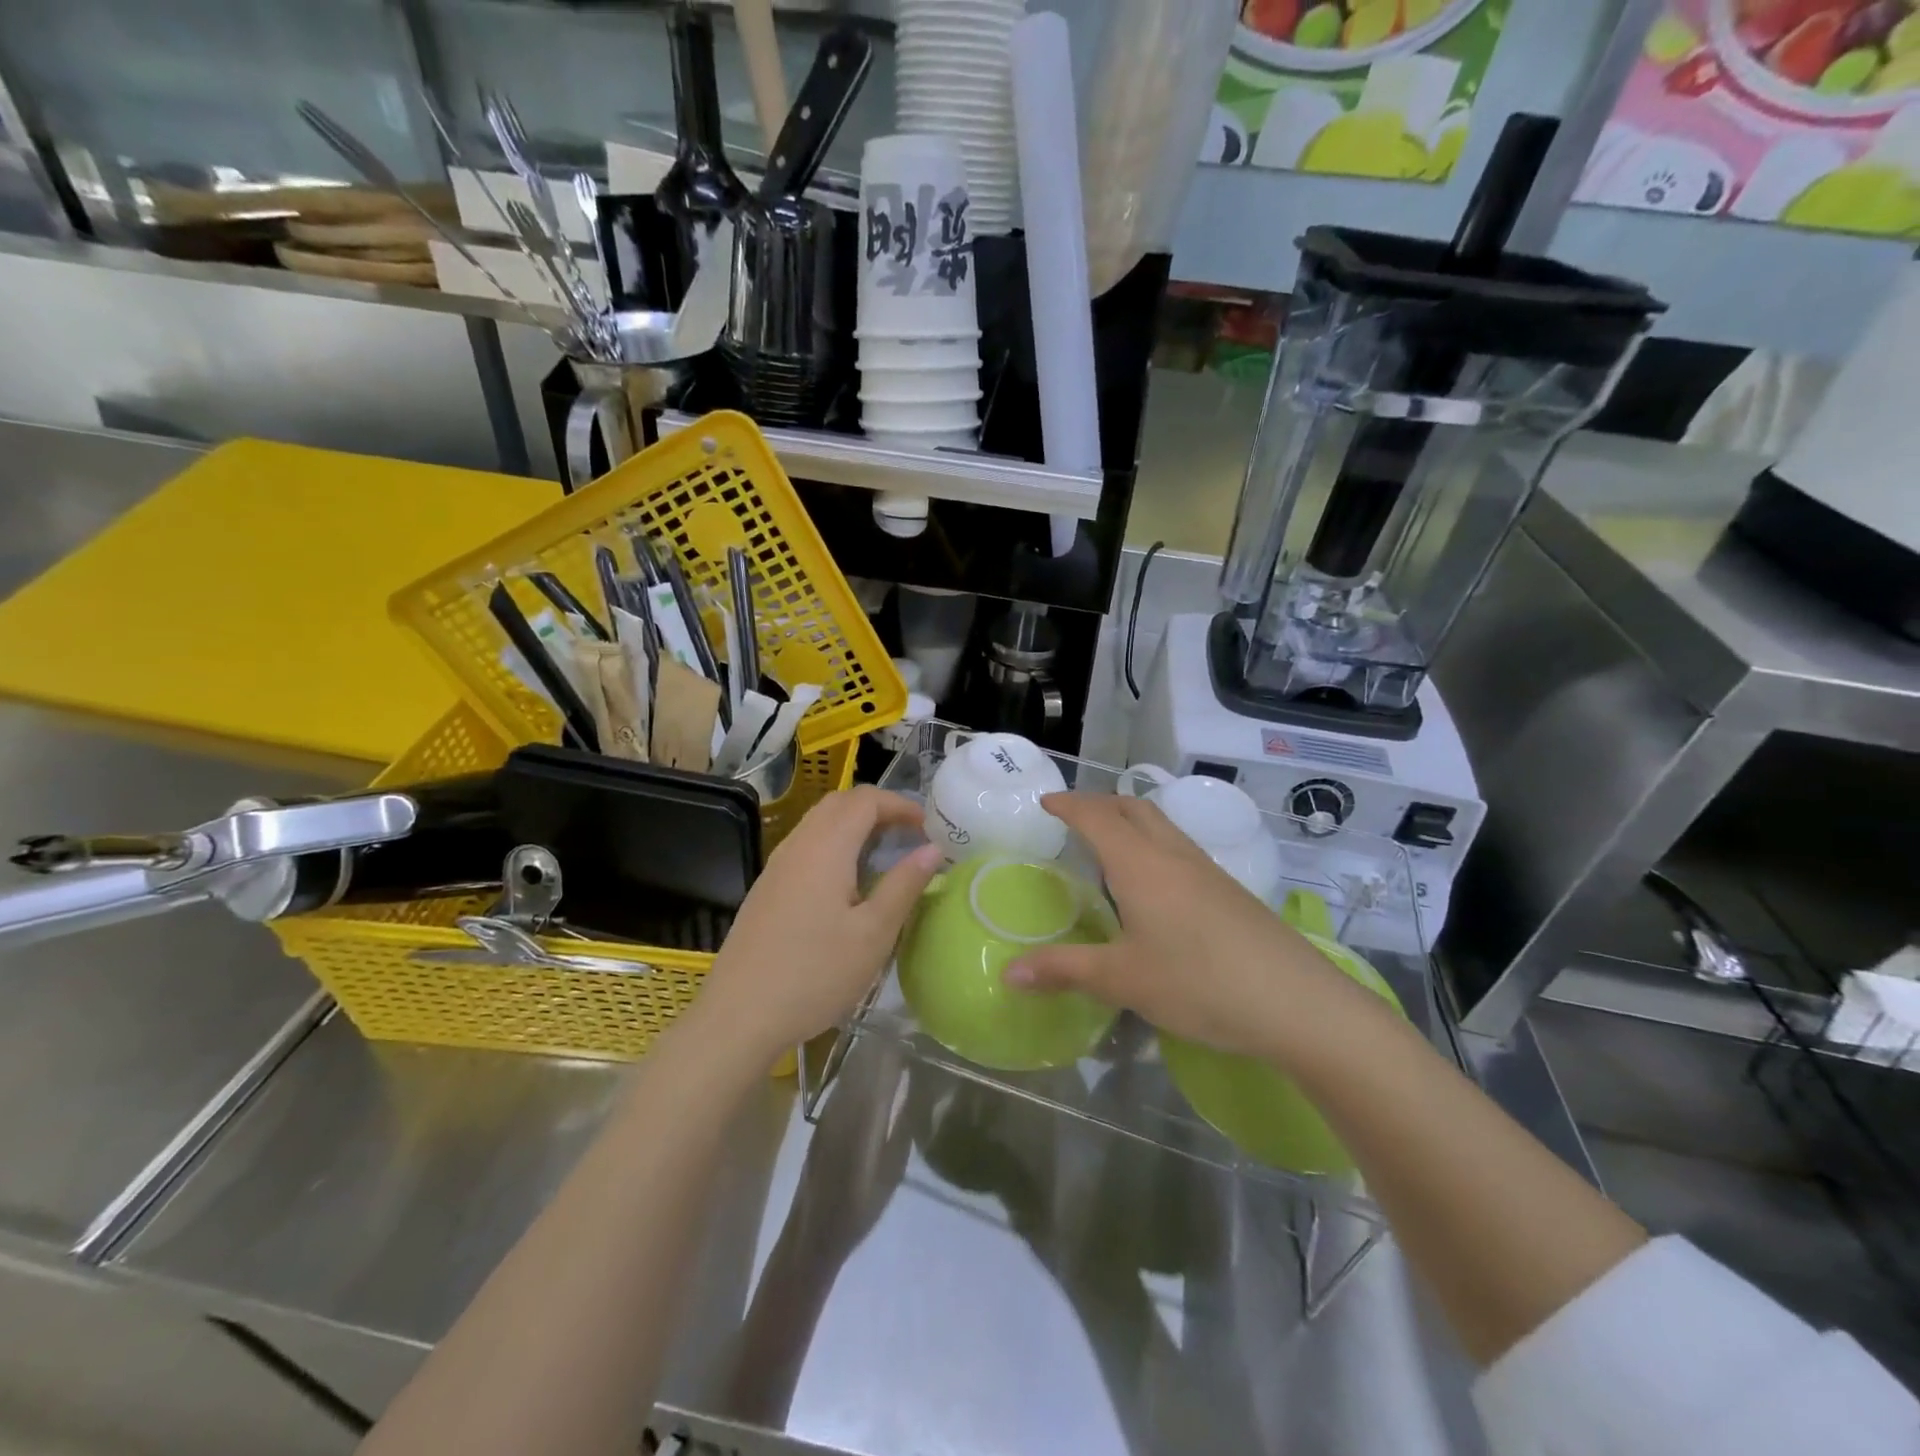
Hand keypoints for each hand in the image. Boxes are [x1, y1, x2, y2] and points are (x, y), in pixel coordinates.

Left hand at [691, 787, 943, 1067]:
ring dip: (854, 825)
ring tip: (884, 855)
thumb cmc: (815, 974)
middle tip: (909, 835)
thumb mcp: (874, 934)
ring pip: (819, 823)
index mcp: (826, 848)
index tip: (928, 827)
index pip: (865, 800)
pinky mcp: (767, 888)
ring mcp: (777, 866)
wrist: (739, 1016)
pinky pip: (806, 846)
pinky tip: (847, 882)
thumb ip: (904, 885)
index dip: (900, 804)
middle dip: (878, 809)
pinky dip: (834, 845)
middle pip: (839, 803)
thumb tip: (932, 849)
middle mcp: (798, 845)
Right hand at [1006, 793, 1361, 1062]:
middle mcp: (1174, 855)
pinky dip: (1153, 846)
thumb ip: (1064, 971)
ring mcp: (1207, 870)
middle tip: (1074, 820)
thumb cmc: (1200, 984)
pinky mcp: (1229, 891)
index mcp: (1141, 865)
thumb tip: (1008, 974)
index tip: (1045, 803)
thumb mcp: (1123, 980)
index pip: (1097, 817)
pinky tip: (1153, 887)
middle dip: (1100, 804)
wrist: (1298, 1003)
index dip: (1069, 805)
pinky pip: (1181, 849)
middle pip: (1134, 807)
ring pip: (1162, 826)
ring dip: (1130, 822)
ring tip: (1108, 849)